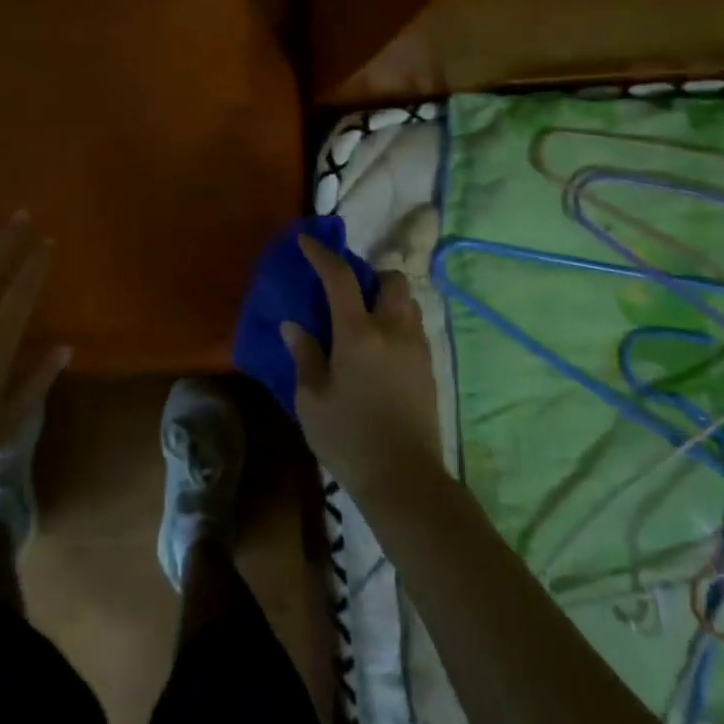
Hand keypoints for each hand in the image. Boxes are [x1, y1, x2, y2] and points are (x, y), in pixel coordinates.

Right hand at [282, 234, 442, 506]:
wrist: (404, 480)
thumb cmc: (348, 438)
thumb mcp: (311, 399)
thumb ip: (305, 355)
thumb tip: (295, 325)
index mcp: (359, 334)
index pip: (340, 279)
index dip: (322, 255)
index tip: (306, 242)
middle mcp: (393, 332)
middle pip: (392, 281)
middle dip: (370, 276)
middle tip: (347, 294)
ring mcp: (417, 350)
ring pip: (408, 304)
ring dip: (386, 300)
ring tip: (362, 322)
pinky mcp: (429, 370)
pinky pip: (414, 329)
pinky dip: (396, 324)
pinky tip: (378, 351)